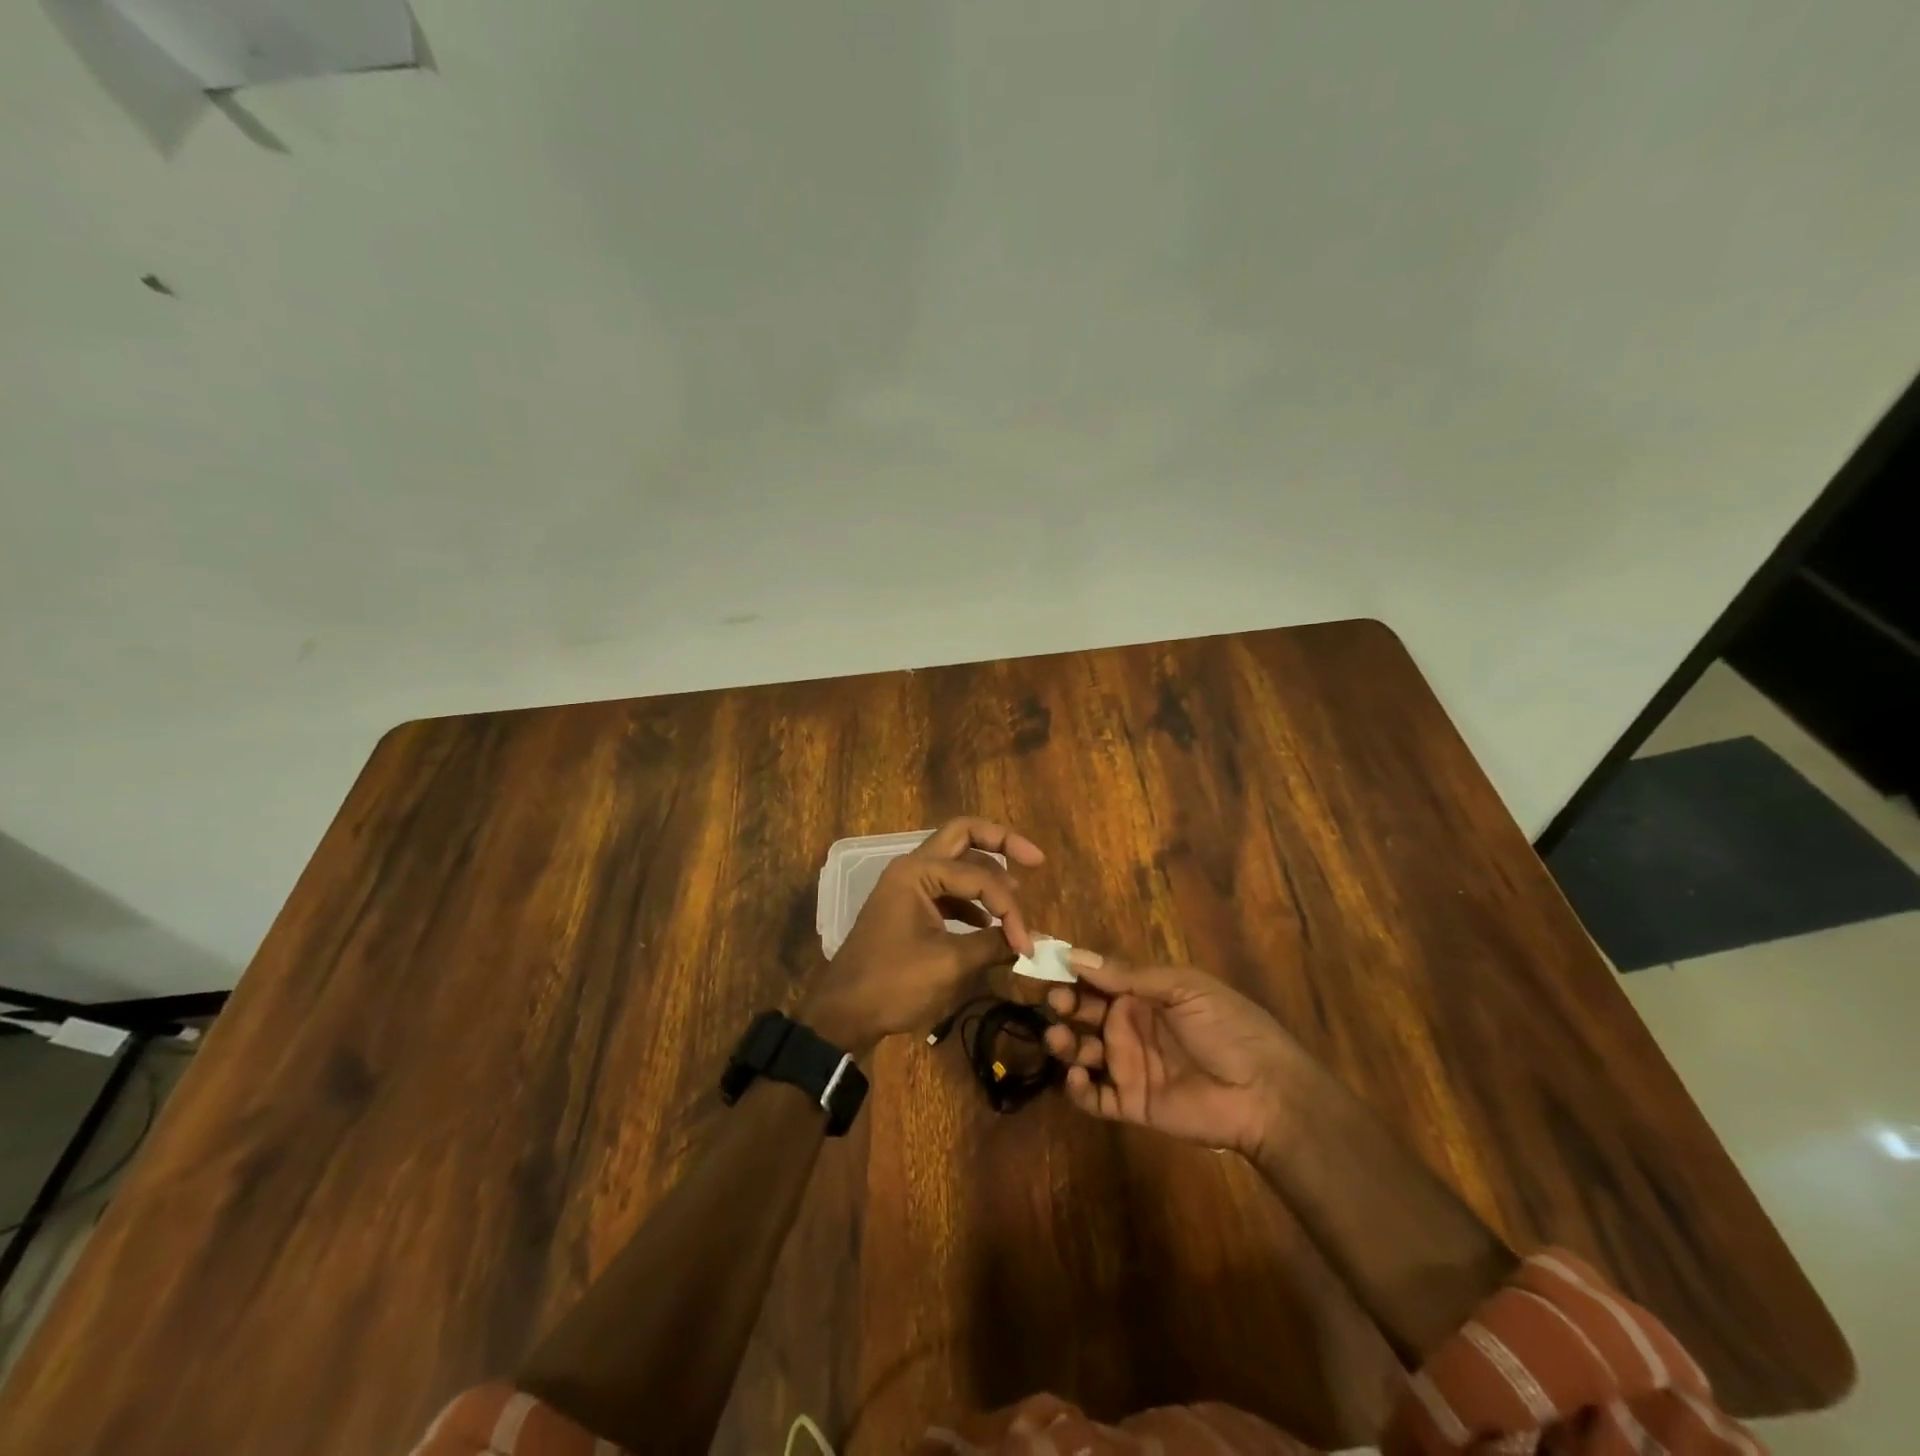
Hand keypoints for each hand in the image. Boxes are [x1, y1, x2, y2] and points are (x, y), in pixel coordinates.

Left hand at [800, 817, 1045, 1054]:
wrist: (842, 1014)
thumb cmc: (892, 984)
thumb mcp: (949, 965)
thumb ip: (993, 945)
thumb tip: (1031, 943)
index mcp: (917, 872)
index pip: (980, 876)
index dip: (1010, 909)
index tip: (1026, 945)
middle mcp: (912, 867)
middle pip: (964, 836)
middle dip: (1002, 843)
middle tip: (1036, 859)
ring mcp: (908, 886)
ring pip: (956, 863)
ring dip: (987, 875)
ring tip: (1016, 898)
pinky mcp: (908, 907)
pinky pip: (947, 889)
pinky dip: (971, 900)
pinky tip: (987, 924)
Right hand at [1043, 950, 1305, 1158]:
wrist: (1266, 1092)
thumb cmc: (1227, 1028)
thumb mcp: (1183, 987)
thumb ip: (1129, 975)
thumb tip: (1075, 956)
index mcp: (1143, 994)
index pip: (1097, 980)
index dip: (1071, 973)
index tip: (1044, 965)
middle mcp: (1130, 1027)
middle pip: (1084, 1014)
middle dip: (1064, 1006)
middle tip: (1056, 1005)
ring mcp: (1129, 1066)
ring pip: (1082, 1053)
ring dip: (1064, 1044)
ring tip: (1060, 1039)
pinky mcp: (1132, 1104)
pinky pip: (1095, 1098)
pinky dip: (1077, 1091)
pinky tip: (1077, 1078)